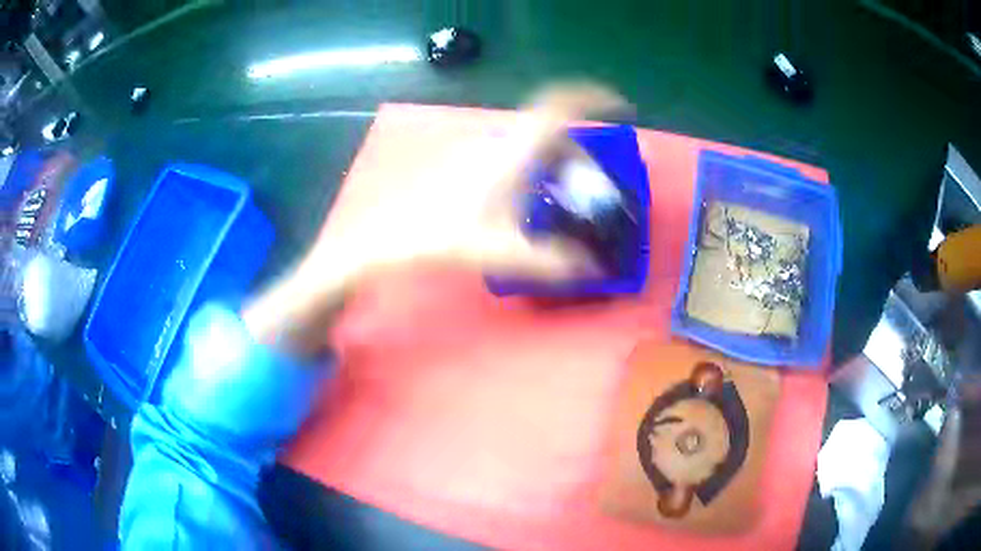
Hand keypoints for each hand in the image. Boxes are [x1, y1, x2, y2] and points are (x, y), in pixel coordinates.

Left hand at [243, 82, 626, 356]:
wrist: (385, 239)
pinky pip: (510, 153)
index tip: (616, 104)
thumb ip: (547, 261)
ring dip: (552, 157)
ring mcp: (476, 150)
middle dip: (576, 145)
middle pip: (547, 127)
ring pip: (527, 141)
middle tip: (591, 177)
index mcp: (510, 152)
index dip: (589, 98)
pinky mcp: (463, 162)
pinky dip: (531, 166)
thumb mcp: (498, 251)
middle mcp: (495, 142)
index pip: (556, 106)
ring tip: (565, 190)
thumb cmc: (438, 237)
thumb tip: (590, 270)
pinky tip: (526, 199)